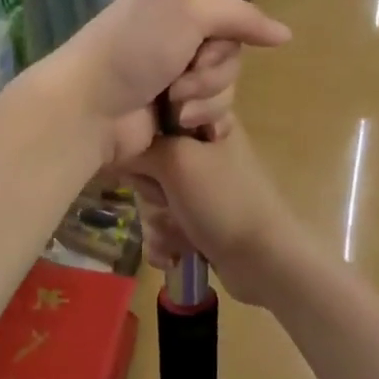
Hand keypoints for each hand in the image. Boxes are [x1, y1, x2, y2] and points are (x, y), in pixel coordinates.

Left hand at [44, 0, 290, 167]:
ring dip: (204, 99)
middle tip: (179, 79)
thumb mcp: (189, 10)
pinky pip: (215, 114)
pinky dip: (206, 121)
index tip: (205, 41)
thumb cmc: (133, 49)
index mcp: (172, 0)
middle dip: (211, 71)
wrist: (90, 109)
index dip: (225, 31)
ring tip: (172, 107)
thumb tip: (286, 35)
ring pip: (226, 86)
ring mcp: (172, 76)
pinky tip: (191, 128)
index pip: (227, 12)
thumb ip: (241, 16)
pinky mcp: (173, 113)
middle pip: (231, 52)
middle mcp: (174, 35)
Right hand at [127, 121, 309, 305]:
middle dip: (150, 190)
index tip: (144, 157)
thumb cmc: (223, 201)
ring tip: (175, 234)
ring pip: (153, 197)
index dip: (143, 139)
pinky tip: (175, 253)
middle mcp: (203, 151)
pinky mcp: (199, 219)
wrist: (263, 261)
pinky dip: (166, 240)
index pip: (156, 118)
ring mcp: (202, 188)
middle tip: (165, 199)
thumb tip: (116, 145)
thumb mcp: (177, 160)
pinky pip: (165, 223)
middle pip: (149, 162)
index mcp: (207, 124)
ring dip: (158, 221)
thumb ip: (141, 147)